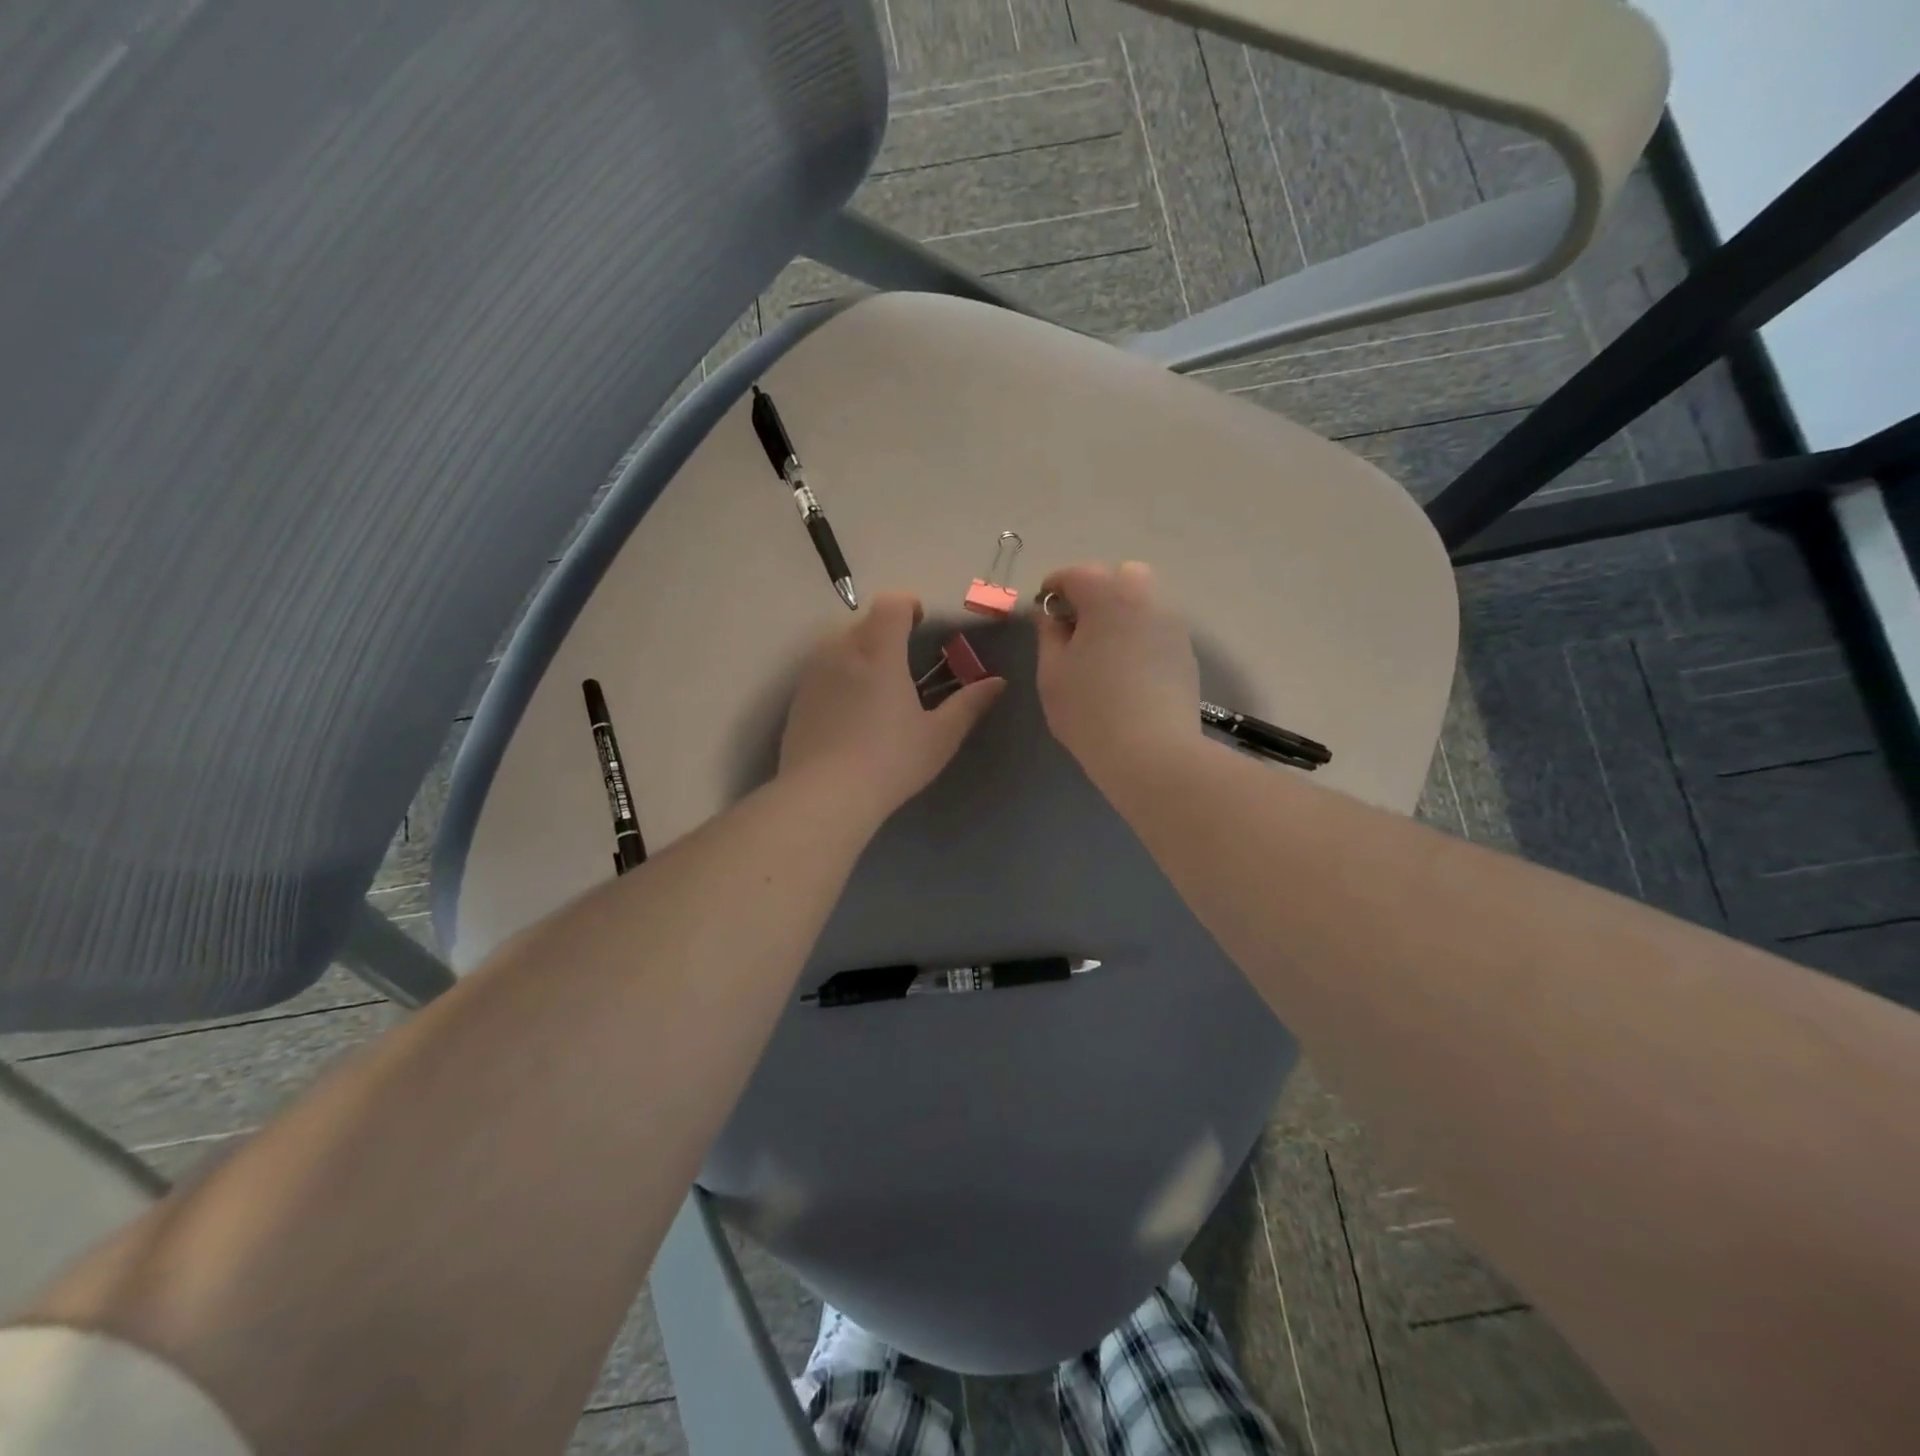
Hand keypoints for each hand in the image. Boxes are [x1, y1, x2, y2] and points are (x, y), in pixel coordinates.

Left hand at [779, 592, 1005, 825]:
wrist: (823, 796)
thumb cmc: (890, 761)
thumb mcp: (939, 737)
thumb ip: (969, 704)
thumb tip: (997, 683)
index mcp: (879, 652)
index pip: (891, 604)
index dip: (908, 605)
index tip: (921, 623)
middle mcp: (842, 651)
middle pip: (865, 622)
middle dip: (886, 631)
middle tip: (905, 663)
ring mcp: (814, 673)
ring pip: (840, 645)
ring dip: (861, 652)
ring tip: (878, 689)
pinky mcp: (798, 698)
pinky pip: (823, 671)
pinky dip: (840, 676)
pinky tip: (851, 714)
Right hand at [1032, 562, 1199, 778]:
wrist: (1152, 752)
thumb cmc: (1090, 709)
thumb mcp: (1052, 671)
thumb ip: (1048, 633)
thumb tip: (1049, 614)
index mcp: (1108, 595)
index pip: (1075, 574)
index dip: (1053, 588)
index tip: (1041, 610)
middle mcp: (1146, 598)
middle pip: (1119, 576)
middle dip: (1094, 591)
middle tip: (1075, 627)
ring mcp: (1172, 624)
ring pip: (1142, 600)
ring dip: (1119, 612)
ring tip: (1101, 649)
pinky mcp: (1185, 651)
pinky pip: (1156, 627)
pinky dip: (1138, 634)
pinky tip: (1125, 669)